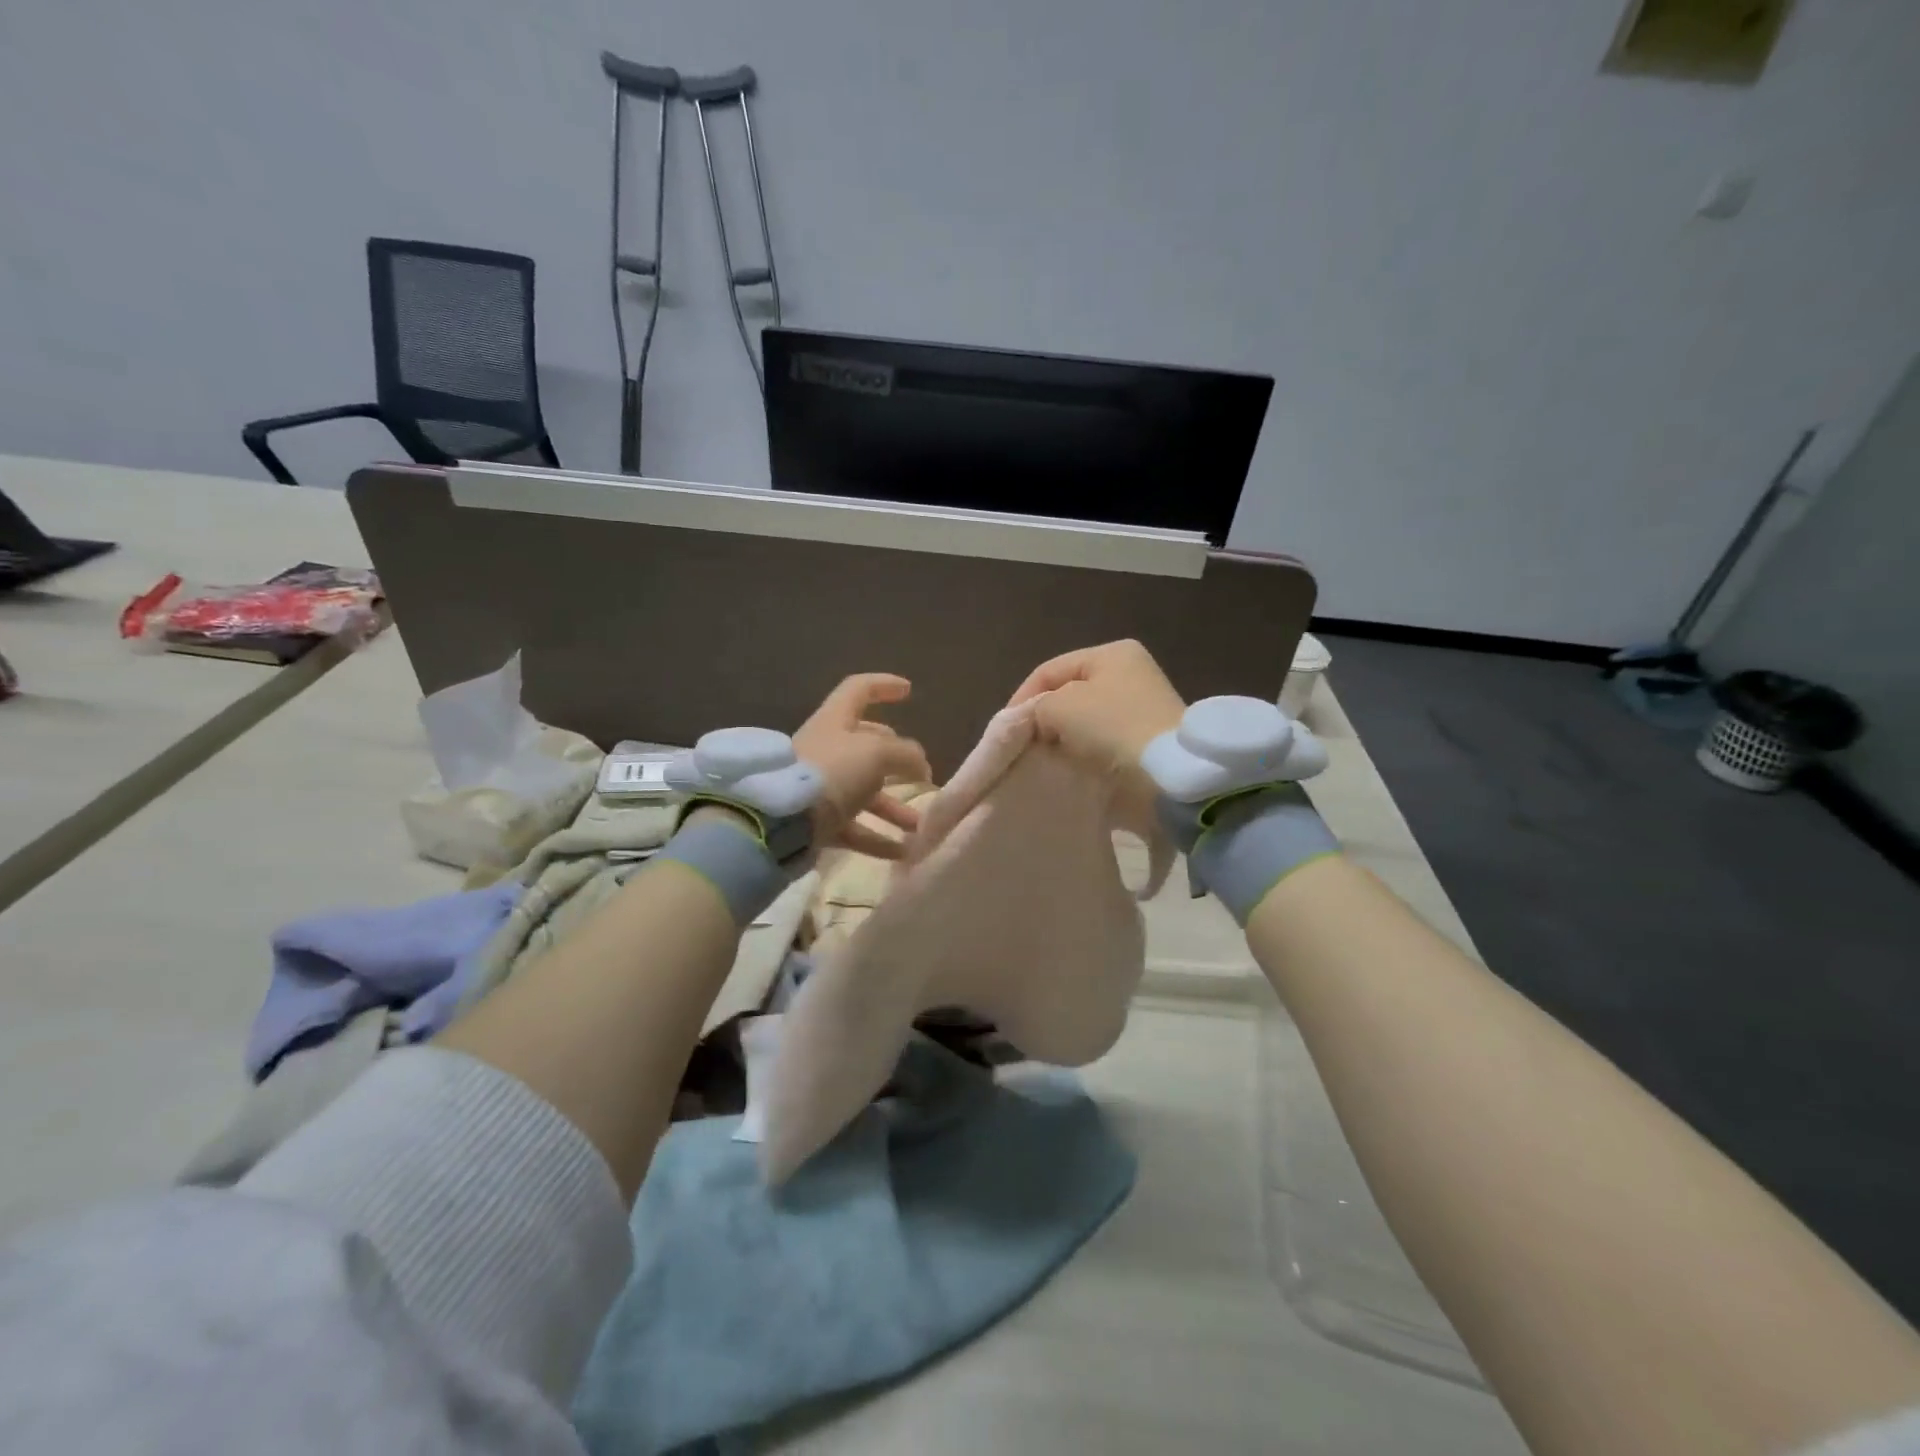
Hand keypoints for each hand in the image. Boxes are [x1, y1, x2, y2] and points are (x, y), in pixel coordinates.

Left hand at [794, 673, 932, 858]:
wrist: (780, 820)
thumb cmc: (831, 771)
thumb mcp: (877, 753)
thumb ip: (905, 754)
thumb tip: (921, 765)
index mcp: (835, 721)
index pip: (859, 690)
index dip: (884, 685)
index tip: (908, 690)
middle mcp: (826, 749)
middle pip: (865, 746)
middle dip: (895, 758)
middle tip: (918, 772)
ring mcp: (819, 786)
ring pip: (863, 792)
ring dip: (893, 807)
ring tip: (919, 826)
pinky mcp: (815, 821)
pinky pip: (852, 827)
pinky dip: (877, 838)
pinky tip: (902, 852)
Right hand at [1006, 640, 1185, 826]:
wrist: (1169, 769)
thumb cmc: (1113, 726)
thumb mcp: (1062, 707)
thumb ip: (1038, 707)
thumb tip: (1037, 720)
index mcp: (1111, 653)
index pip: (1050, 670)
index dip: (1022, 696)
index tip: (1007, 728)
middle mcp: (1130, 670)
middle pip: (1069, 692)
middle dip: (1045, 716)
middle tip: (1026, 742)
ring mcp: (1142, 703)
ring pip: (1086, 716)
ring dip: (1065, 735)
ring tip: (1046, 755)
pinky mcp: (1148, 734)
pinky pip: (1104, 736)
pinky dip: (1086, 748)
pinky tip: (1073, 762)